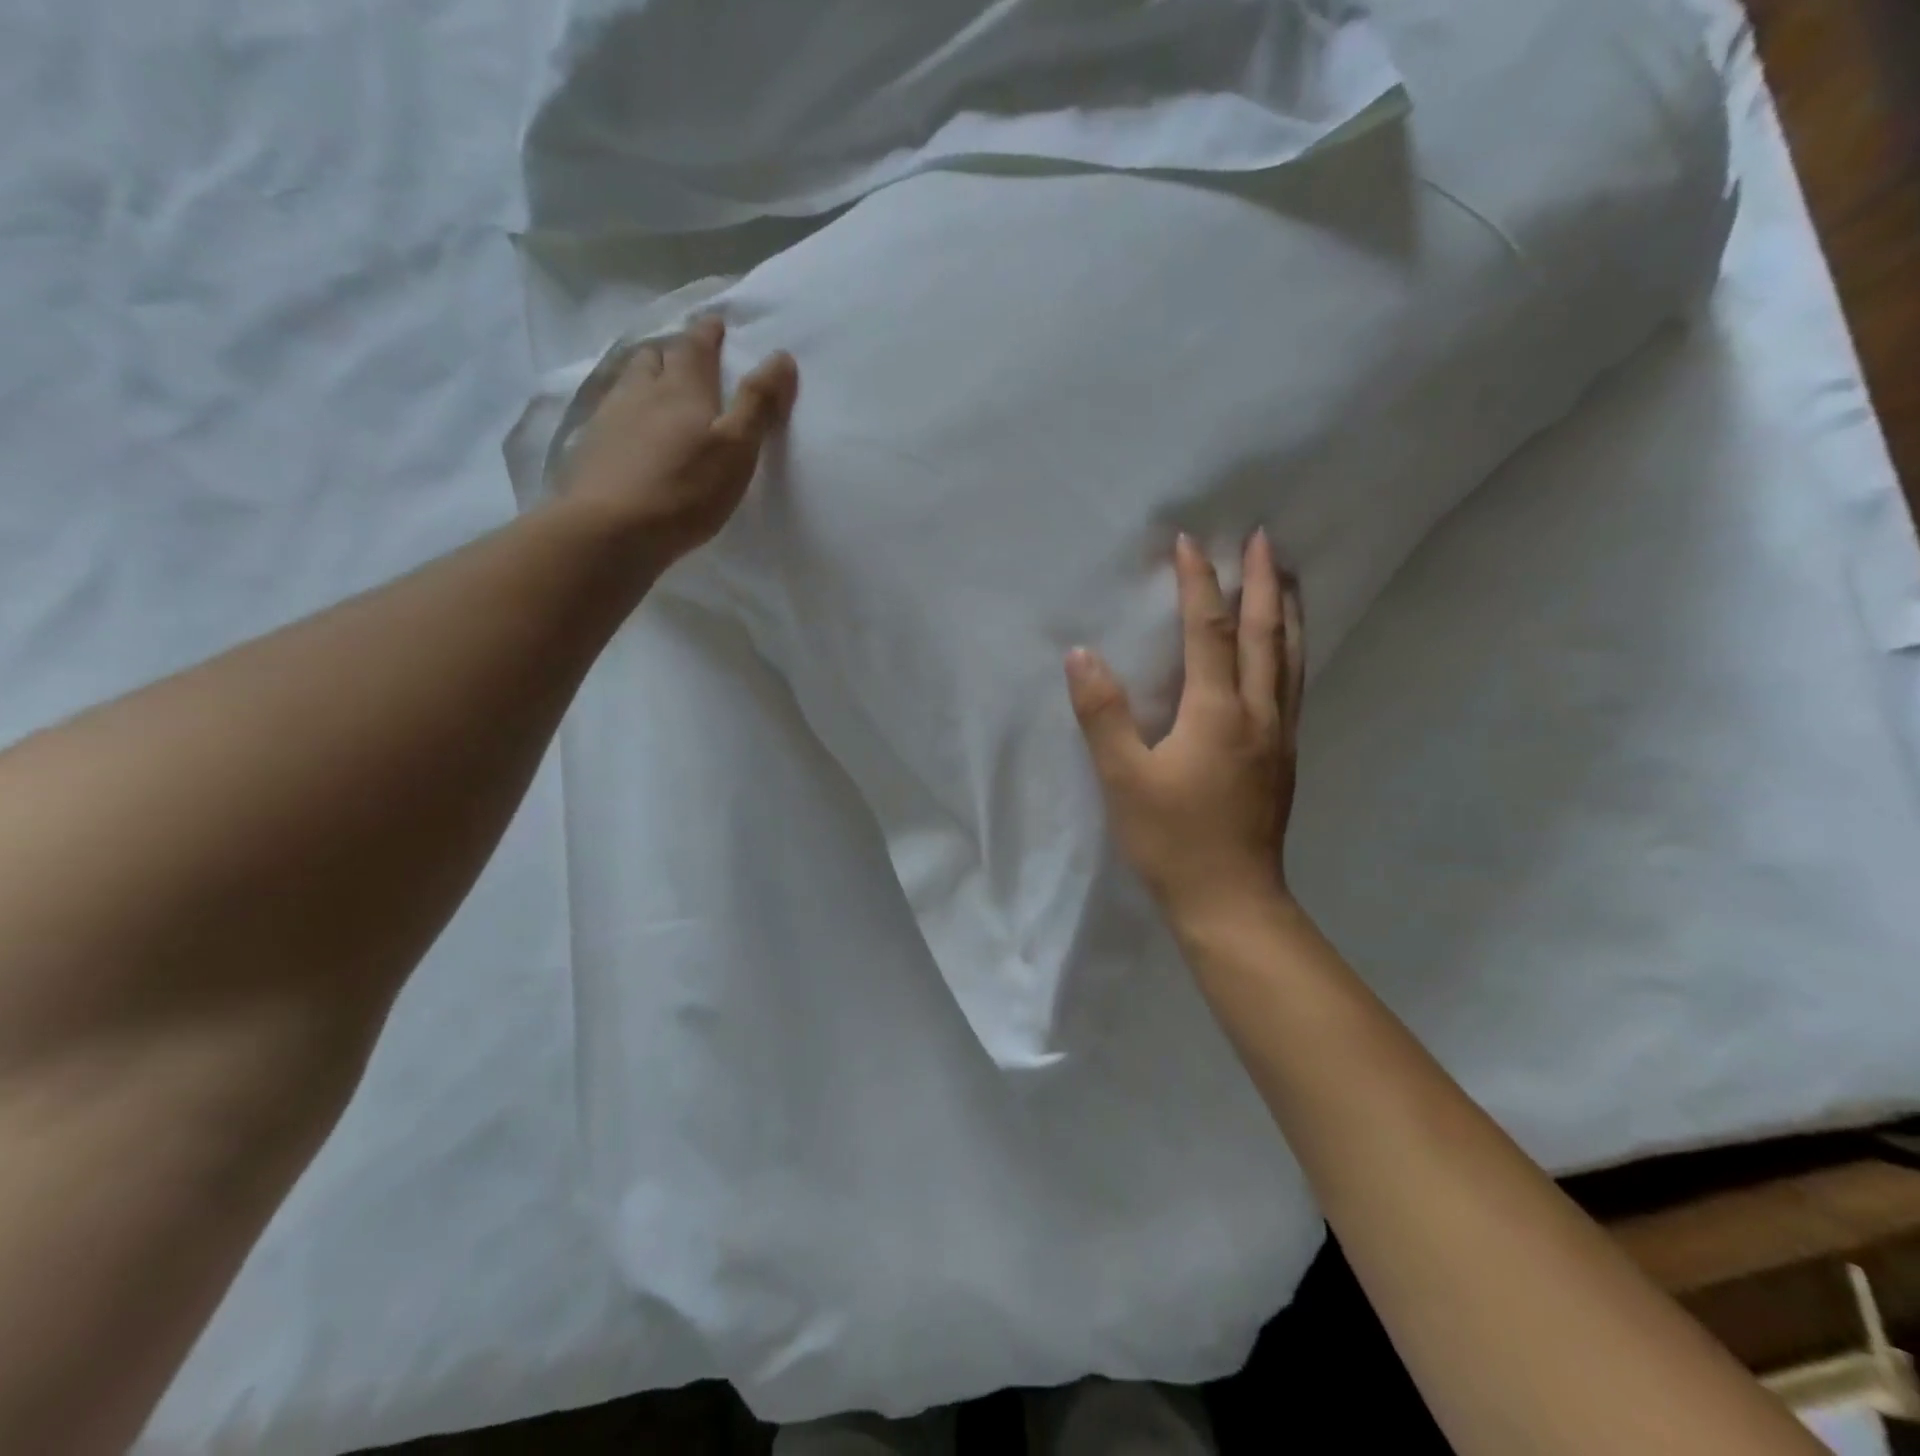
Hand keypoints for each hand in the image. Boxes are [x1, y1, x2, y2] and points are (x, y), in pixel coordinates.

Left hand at [559, 315, 798, 573]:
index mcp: (682, 388)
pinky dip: (626, 413)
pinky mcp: (591, 449)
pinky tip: (630, 431)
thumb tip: (781, 356)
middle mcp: (641, 392)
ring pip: (628, 383)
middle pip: (654, 358)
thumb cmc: (686, 489)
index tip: (717, 323)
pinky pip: (610, 416)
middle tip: (686, 358)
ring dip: (645, 379)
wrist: (612, 530)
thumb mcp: (737, 448)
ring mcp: (610, 419)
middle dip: (672, 353)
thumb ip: (758, 403)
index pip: (696, 347)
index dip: (708, 333)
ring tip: (656, 390)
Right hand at [1066, 530, 1305, 931]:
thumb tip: (1081, 655)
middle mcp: (1258, 713)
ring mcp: (1279, 736)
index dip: (1199, 584)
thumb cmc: (1171, 840)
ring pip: (1290, 659)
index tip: (1190, 542)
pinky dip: (1292, 651)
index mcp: (1217, 712)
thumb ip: (1102, 714)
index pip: (1209, 631)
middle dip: (1263, 582)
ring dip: (1289, 611)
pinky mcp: (1283, 758)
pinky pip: (1293, 685)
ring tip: (1290, 577)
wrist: (1231, 901)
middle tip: (1265, 538)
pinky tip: (1287, 651)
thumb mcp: (1123, 778)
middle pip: (1265, 634)